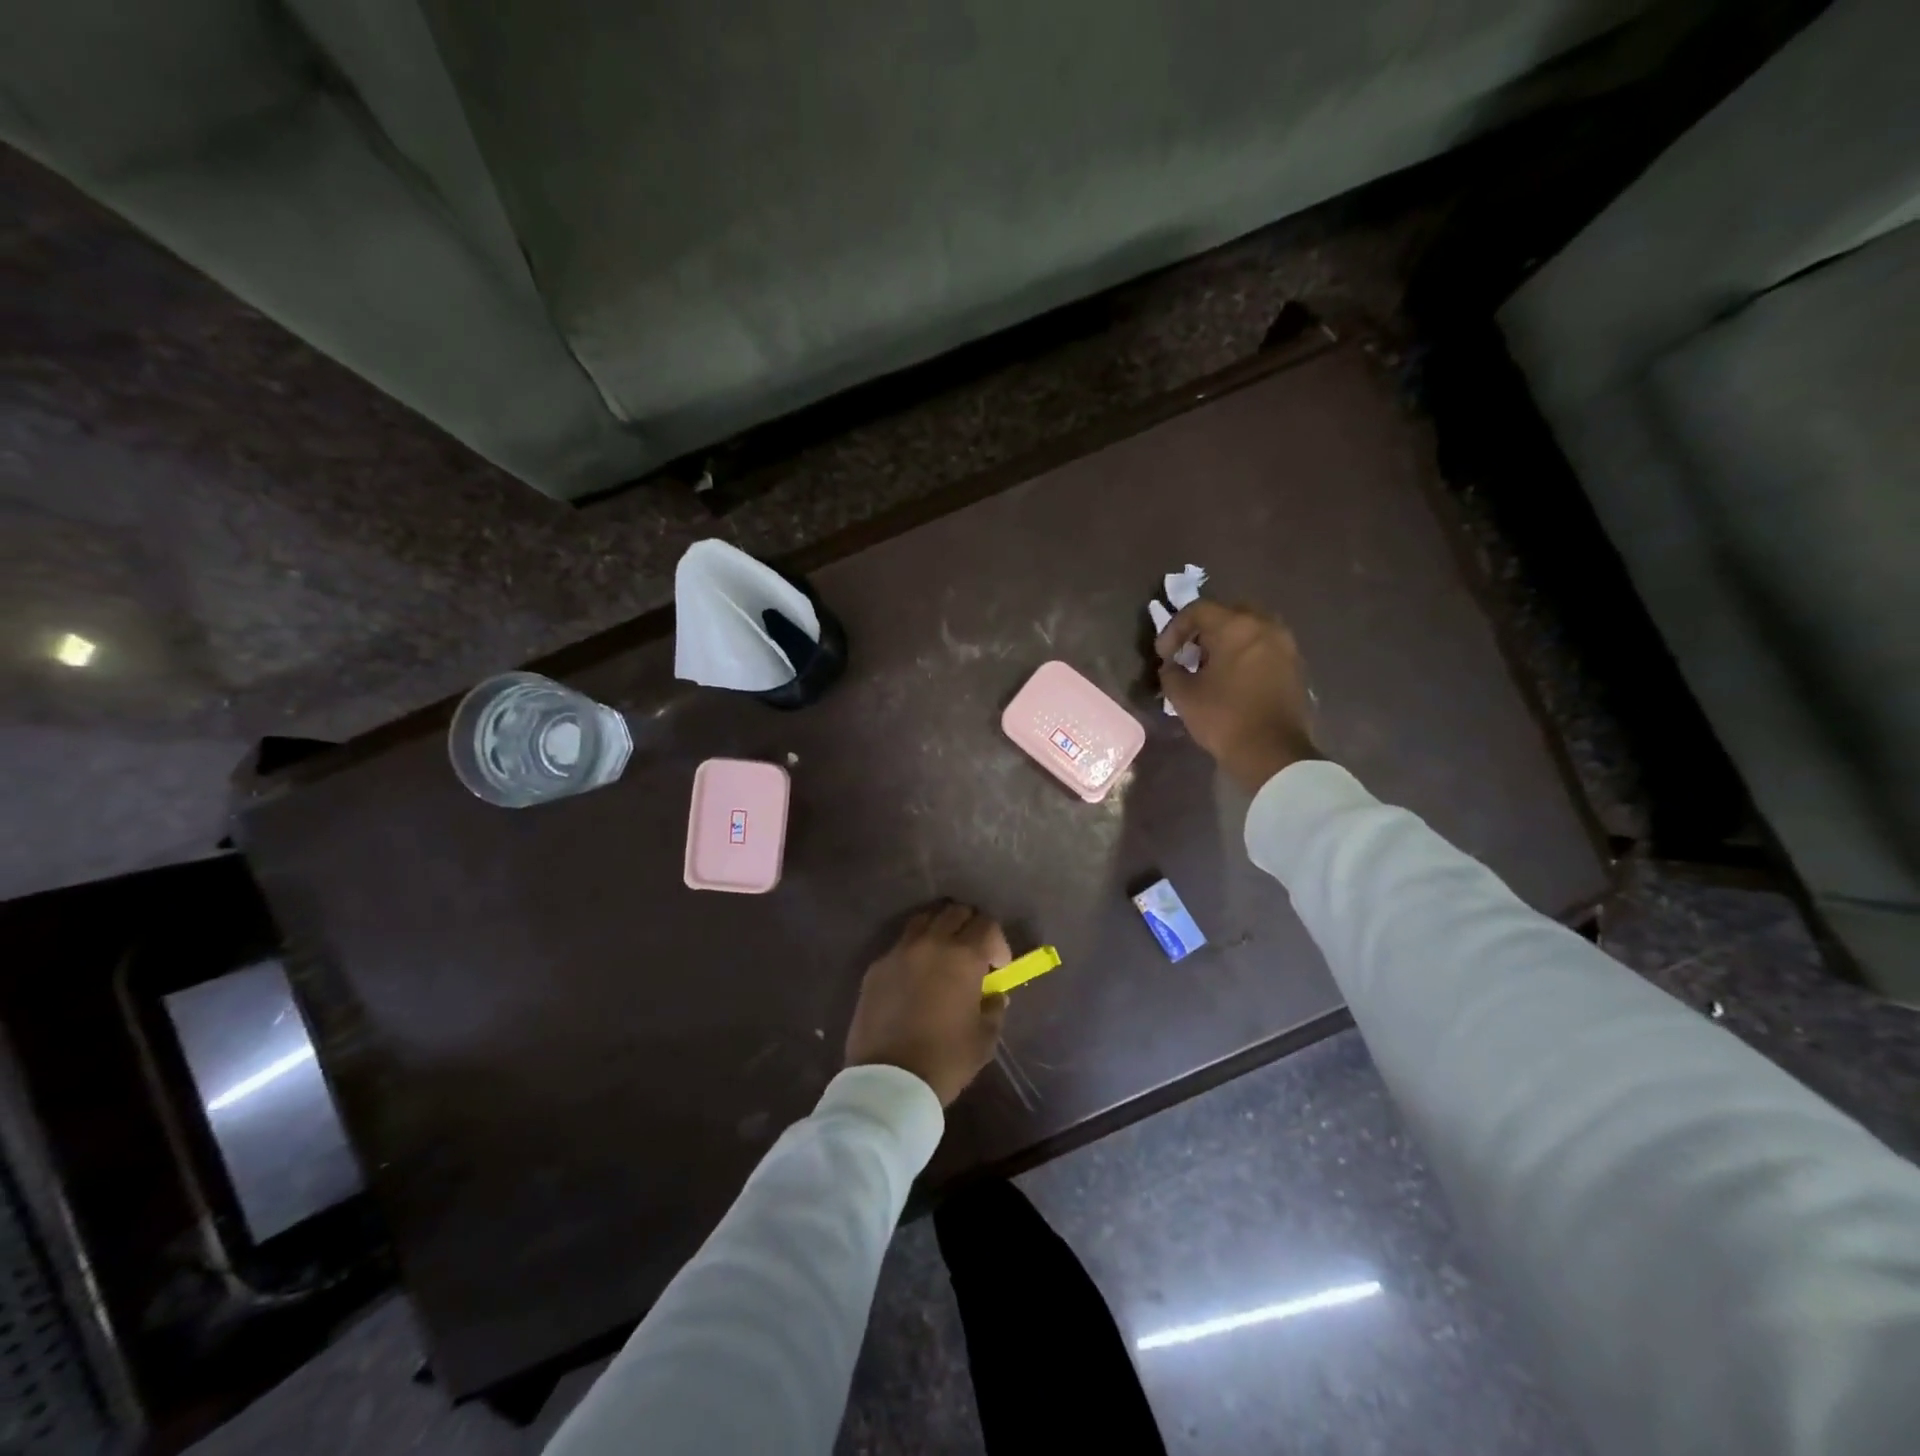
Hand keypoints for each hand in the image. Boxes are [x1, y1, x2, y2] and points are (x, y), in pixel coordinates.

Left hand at [845, 903, 1010, 1105]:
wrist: (889, 1081)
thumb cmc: (945, 1060)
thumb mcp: (984, 1039)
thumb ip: (994, 1009)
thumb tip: (994, 995)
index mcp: (963, 956)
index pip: (987, 925)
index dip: (998, 943)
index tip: (998, 967)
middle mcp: (931, 943)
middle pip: (955, 912)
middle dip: (970, 927)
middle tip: (973, 954)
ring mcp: (899, 952)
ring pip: (924, 920)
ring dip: (939, 930)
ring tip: (943, 956)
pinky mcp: (876, 967)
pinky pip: (900, 945)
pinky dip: (914, 951)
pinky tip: (915, 977)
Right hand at [1156, 600, 1319, 791]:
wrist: (1273, 752)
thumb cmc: (1224, 718)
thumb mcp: (1183, 696)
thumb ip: (1171, 672)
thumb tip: (1172, 666)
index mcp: (1236, 627)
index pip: (1198, 610)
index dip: (1174, 629)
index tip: (1164, 655)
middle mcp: (1265, 626)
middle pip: (1228, 614)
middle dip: (1203, 631)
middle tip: (1188, 654)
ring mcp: (1285, 645)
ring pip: (1249, 630)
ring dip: (1226, 642)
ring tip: (1210, 668)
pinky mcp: (1295, 666)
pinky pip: (1264, 648)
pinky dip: (1245, 655)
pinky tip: (1233, 680)